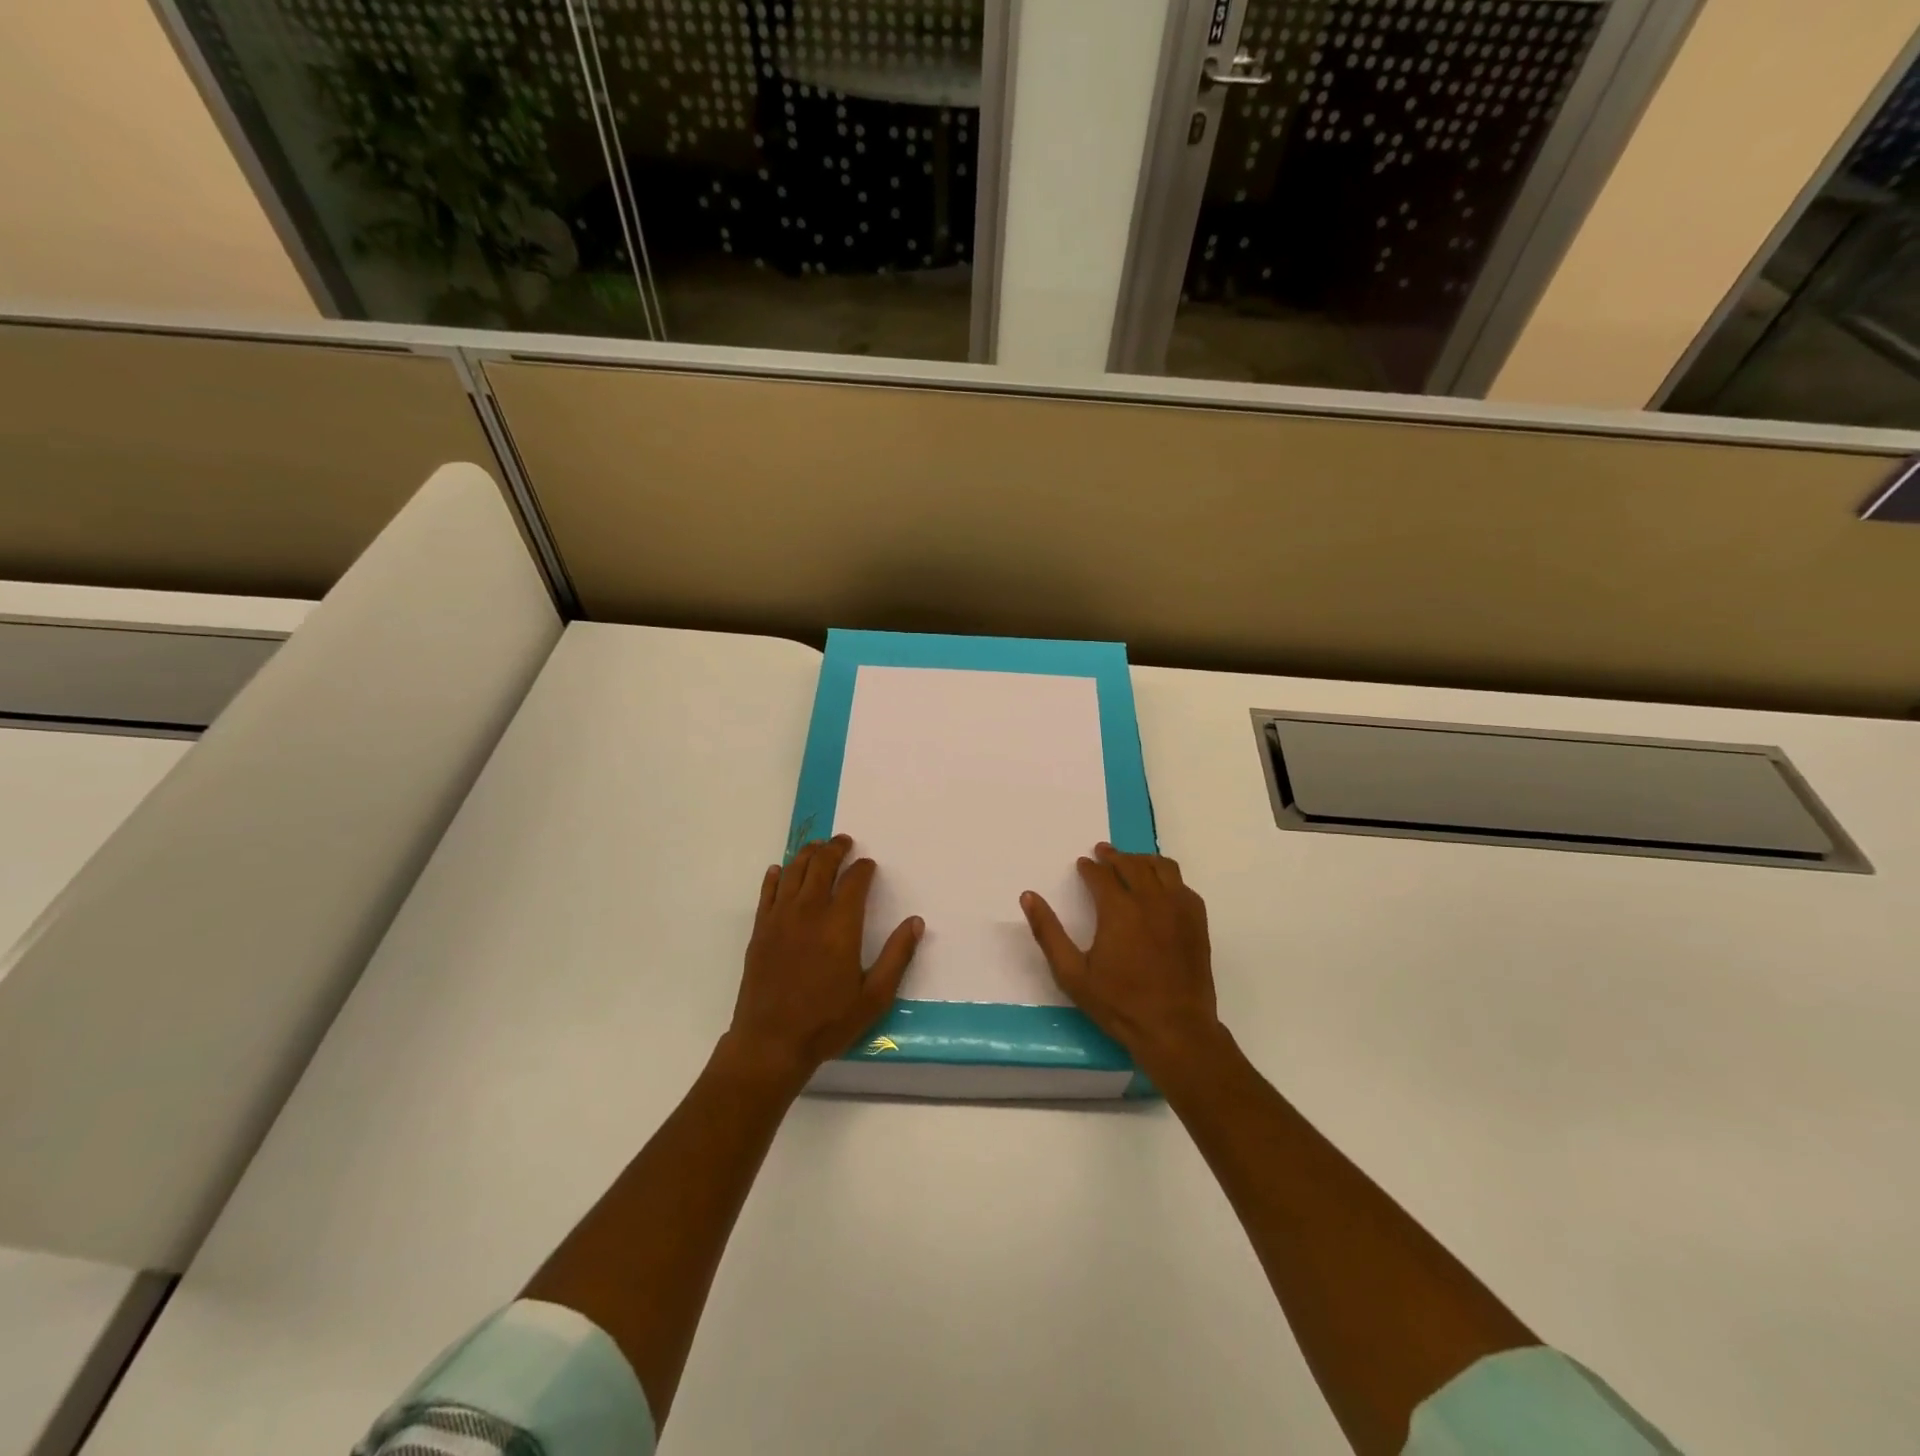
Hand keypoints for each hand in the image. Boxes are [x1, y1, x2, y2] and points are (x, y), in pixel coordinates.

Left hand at [723, 834, 922, 1089]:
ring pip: (793, 871)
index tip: (869, 865)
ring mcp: (780, 918)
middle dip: (835, 849)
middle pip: (821, 865)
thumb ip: (897, 956)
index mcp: (840, 925)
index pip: (854, 880)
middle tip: (844, 841)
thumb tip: (916, 922)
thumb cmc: (827, 1022)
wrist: (770, 1042)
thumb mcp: (874, 997)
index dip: (863, 868)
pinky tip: (781, 870)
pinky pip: (767, 892)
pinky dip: (776, 876)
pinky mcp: (760, 930)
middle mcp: (809, 912)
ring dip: (807, 854)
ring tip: (818, 847)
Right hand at [1021, 842, 1222, 1073]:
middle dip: (1114, 856)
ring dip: (1142, 860)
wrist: (1175, 1029)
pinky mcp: (1197, 921)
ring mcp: (1179, 908)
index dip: (1089, 867)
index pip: (1101, 874)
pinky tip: (1161, 887)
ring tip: (1131, 862)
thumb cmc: (1119, 1003)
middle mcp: (1150, 900)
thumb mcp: (1072, 974)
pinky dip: (1168, 878)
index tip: (1082, 864)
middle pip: (1132, 864)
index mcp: (1119, 909)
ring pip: (1162, 867)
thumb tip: (1028, 897)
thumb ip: (1048, 932)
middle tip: (1102, 852)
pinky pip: (1183, 886)